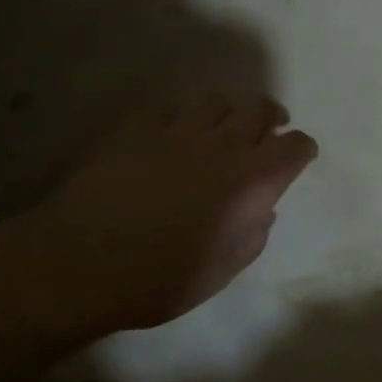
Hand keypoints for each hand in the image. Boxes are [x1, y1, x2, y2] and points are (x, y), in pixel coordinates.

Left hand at [12, 91, 317, 333]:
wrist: (79, 264)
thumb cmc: (160, 279)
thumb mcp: (224, 270)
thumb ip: (254, 233)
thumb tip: (262, 208)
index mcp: (252, 182)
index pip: (296, 145)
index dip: (302, 150)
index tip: (298, 159)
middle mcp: (223, 146)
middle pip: (261, 109)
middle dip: (271, 120)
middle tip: (267, 135)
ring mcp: (178, 132)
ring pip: (218, 102)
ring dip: (228, 115)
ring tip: (220, 133)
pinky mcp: (139, 130)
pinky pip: (172, 109)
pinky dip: (183, 120)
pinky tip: (174, 138)